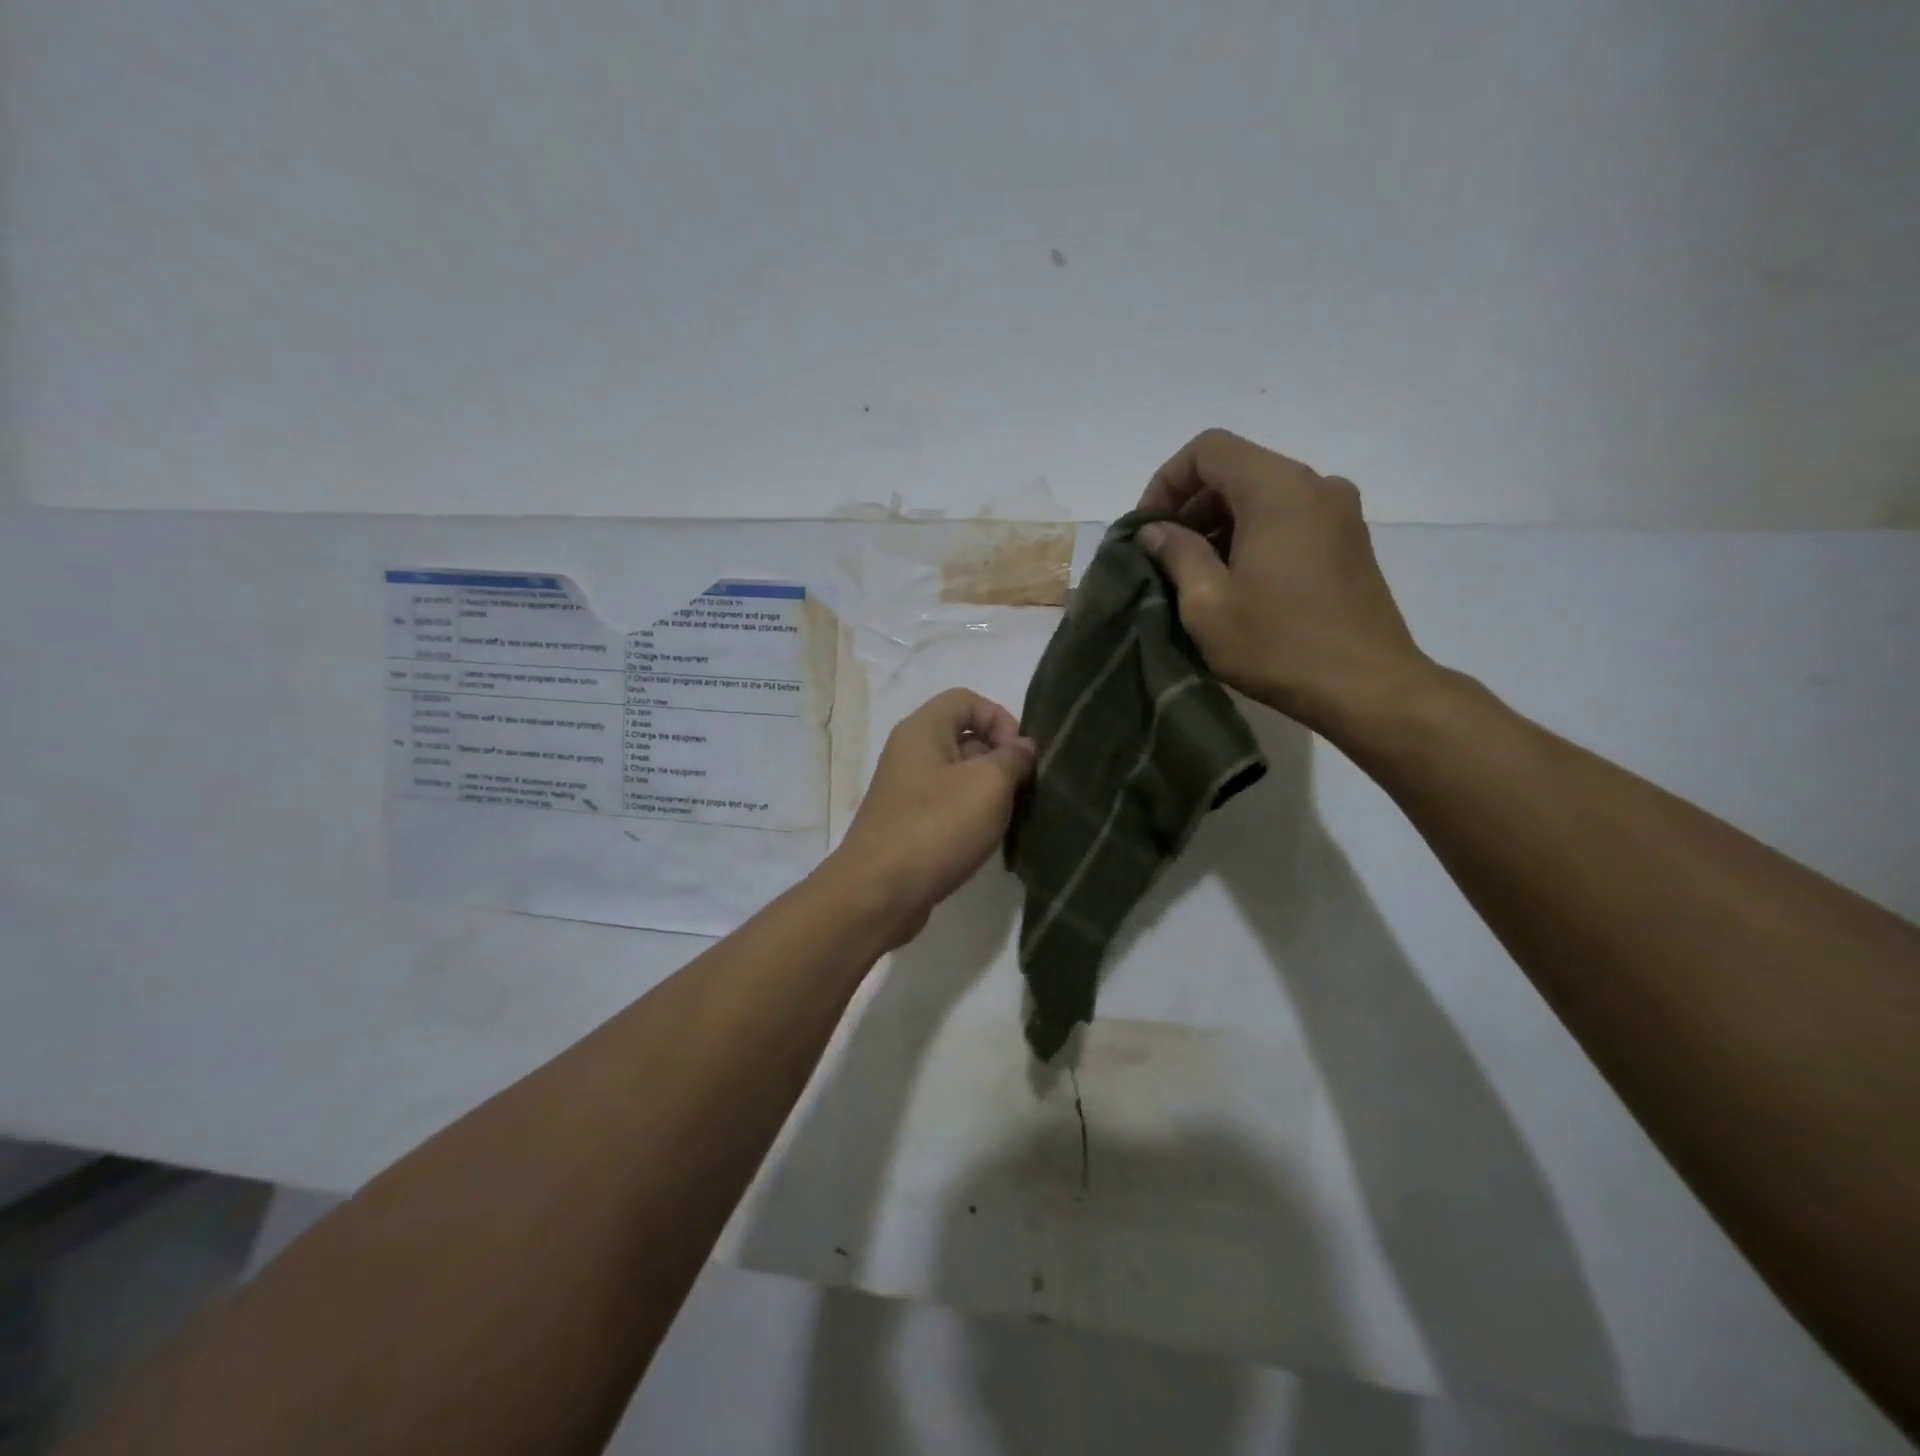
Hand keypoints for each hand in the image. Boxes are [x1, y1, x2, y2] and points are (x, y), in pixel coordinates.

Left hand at [825, 688, 1034, 947]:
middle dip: (1000, 758)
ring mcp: (907, 791)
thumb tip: (1022, 748)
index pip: (967, 699)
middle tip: (1022, 791)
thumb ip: (1013, 758)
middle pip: (964, 737)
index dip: (1000, 718)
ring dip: (989, 792)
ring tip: (1010, 818)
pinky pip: (947, 807)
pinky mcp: (908, 825)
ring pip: (959, 776)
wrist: (878, 894)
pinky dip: (971, 817)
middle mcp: (910, 753)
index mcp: (923, 730)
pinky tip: (986, 840)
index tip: (1020, 756)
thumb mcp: (988, 785)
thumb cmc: (936, 828)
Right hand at [1137, 429, 1439, 737]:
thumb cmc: (1277, 644)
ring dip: (1221, 522)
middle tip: (1165, 555)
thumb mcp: (1207, 604)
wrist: (1366, 687)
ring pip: (1264, 493)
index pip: (1209, 449)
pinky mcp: (1350, 540)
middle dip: (1192, 504)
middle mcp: (1314, 485)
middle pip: (1238, 468)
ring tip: (1196, 573)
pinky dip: (1253, 533)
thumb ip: (1177, 554)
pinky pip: (1290, 516)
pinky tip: (1237, 581)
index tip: (1149, 529)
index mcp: (1277, 489)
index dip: (1167, 481)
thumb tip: (1155, 531)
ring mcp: (1339, 512)